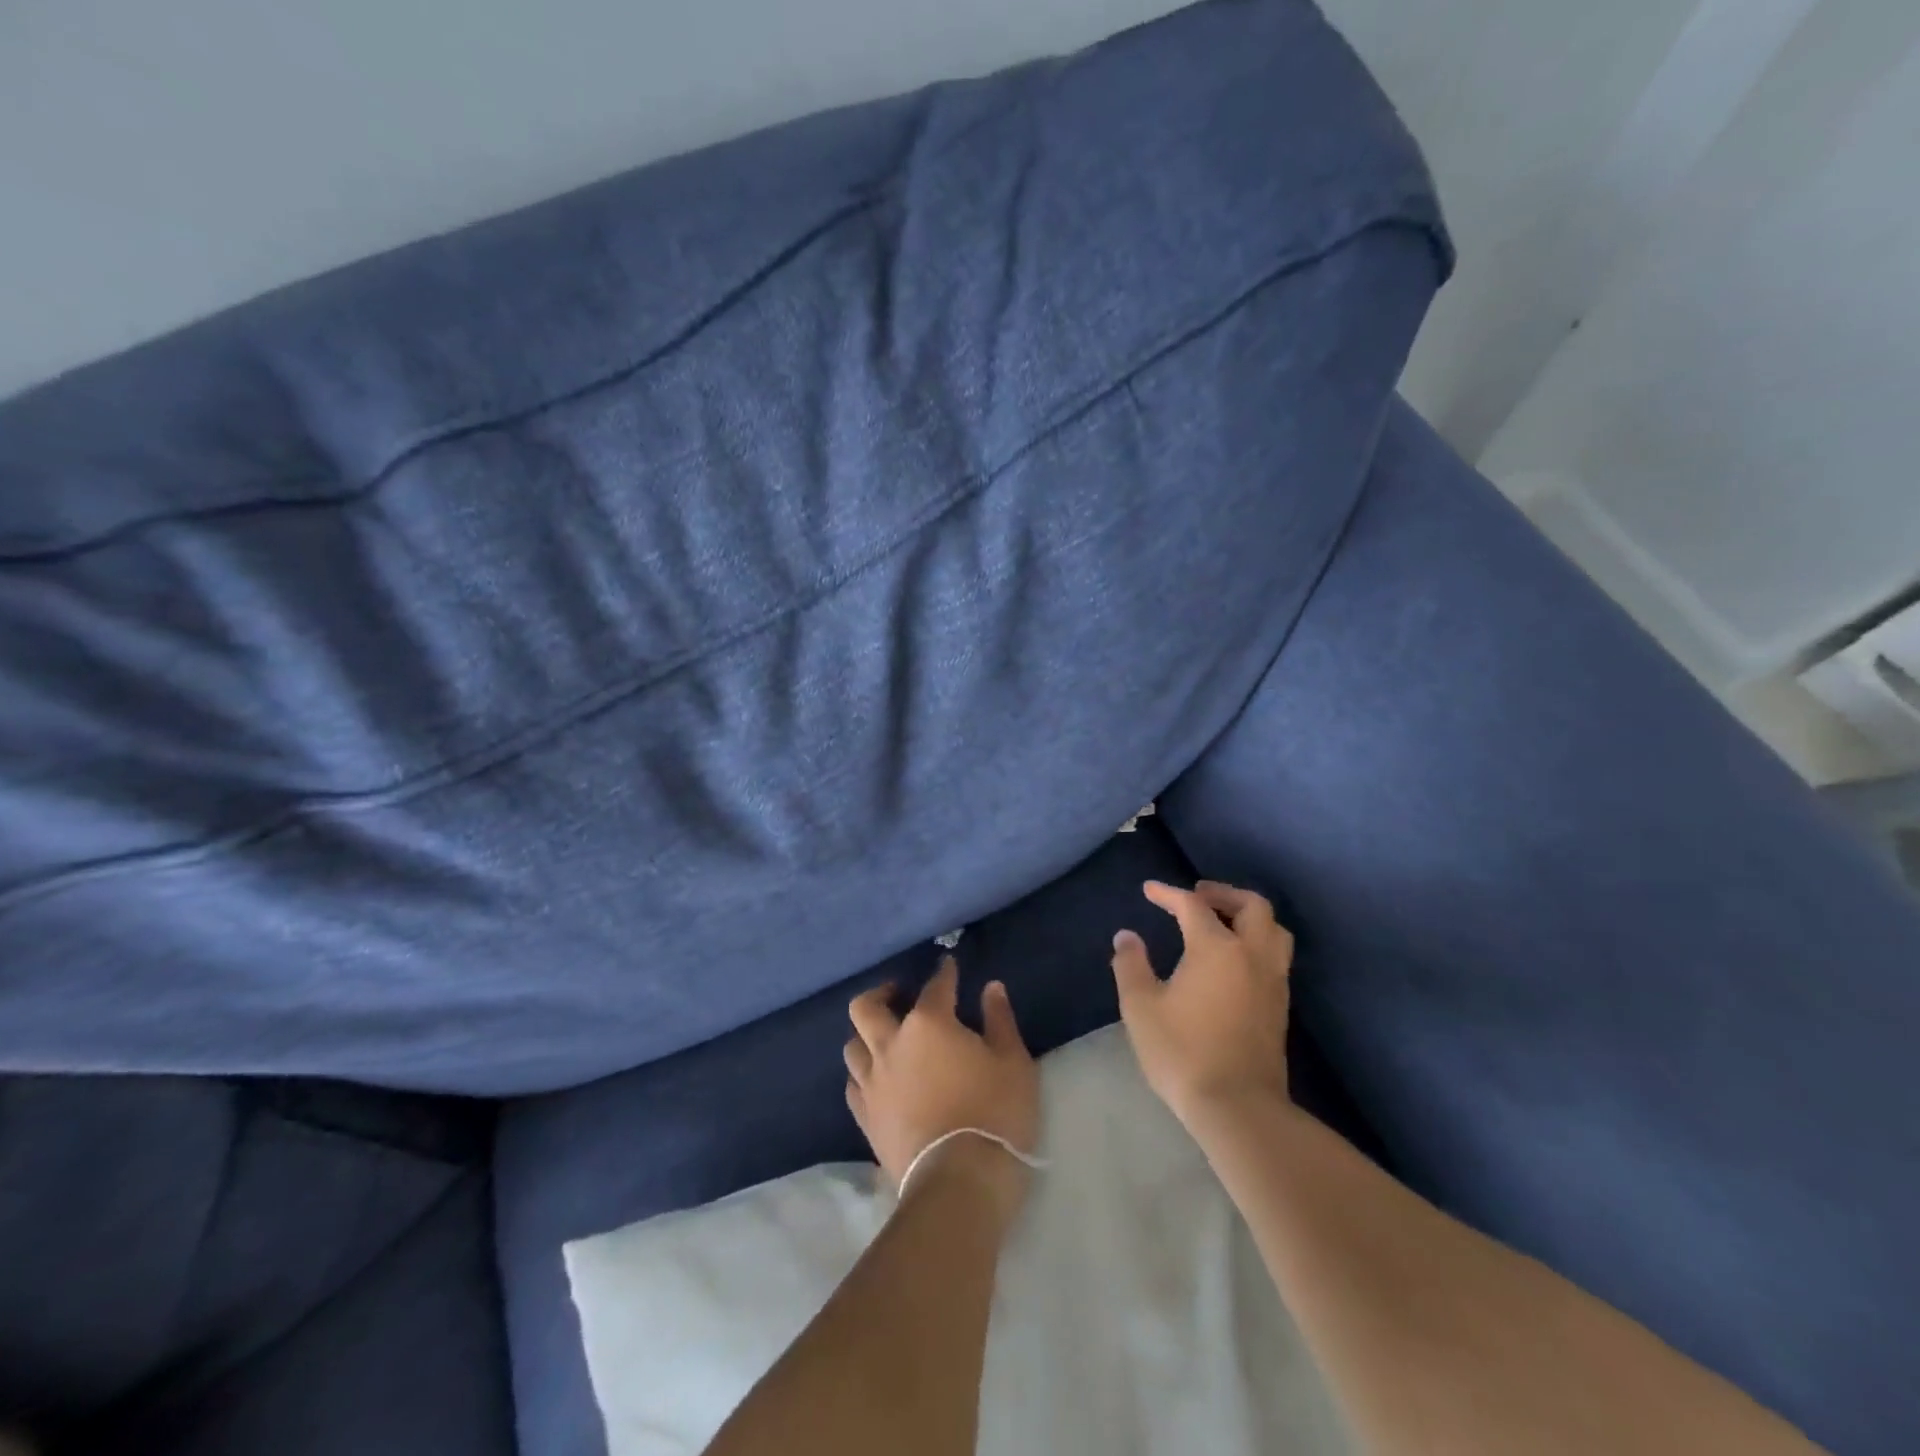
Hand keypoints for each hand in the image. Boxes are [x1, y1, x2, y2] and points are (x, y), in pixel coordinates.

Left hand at [845, 958, 1039, 1219]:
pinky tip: (878, 1080)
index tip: (949, 966)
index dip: (944, 973)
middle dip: (881, 994)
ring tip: (886, 1039)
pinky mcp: (866, 1119)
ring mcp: (873, 1083)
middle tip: (898, 996)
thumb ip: (999, 1019)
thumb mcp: (1012, 1061)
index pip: (935, 987)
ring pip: (853, 1045)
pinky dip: (863, 1075)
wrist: (959, 1182)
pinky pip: (854, 1085)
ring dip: (867, 1035)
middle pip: (866, 1007)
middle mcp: (891, 1045)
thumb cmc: (994, 1113)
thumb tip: (991, 988)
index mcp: (929, 1024)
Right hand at [1111, 880, 1293, 1126]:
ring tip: (1222, 922)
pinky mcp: (1280, 1006)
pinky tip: (1234, 959)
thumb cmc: (1183, 1051)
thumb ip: (1131, 965)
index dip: (1168, 893)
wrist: (1237, 1107)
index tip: (1149, 890)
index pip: (1193, 906)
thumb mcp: (1141, 1007)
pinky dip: (1257, 941)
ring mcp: (1272, 981)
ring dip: (1248, 916)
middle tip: (1196, 896)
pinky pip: (1275, 956)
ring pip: (1273, 930)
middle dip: (1223, 894)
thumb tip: (1127, 937)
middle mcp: (1252, 955)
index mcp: (1217, 948)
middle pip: (1252, 906)